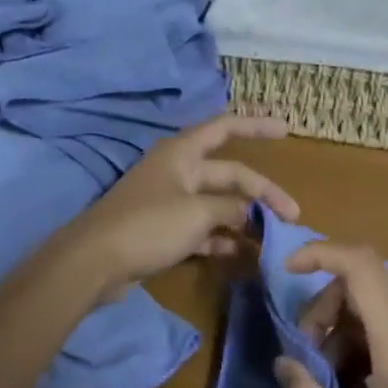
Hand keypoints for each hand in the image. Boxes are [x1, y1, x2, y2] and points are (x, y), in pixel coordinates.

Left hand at [65, 114, 299, 295]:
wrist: (95, 261)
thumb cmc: (148, 225)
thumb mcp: (197, 212)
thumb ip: (229, 208)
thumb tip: (247, 213)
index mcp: (182, 153)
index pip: (225, 128)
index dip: (256, 125)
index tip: (287, 129)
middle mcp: (177, 172)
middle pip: (228, 175)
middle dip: (260, 194)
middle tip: (292, 216)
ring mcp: (169, 202)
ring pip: (216, 205)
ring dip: (243, 220)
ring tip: (271, 240)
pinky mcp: (163, 230)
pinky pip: (201, 229)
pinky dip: (220, 239)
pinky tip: (241, 254)